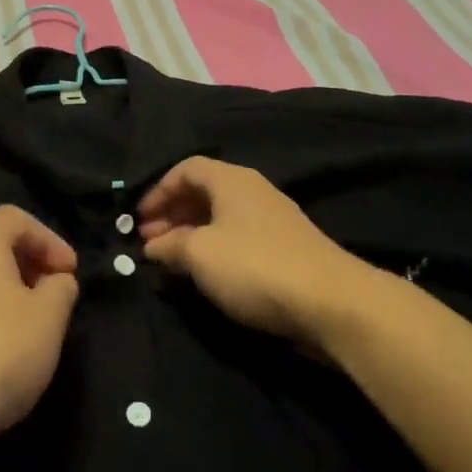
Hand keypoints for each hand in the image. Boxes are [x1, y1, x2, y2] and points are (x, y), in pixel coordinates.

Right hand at [139, 157, 381, 351]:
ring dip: (191, 234)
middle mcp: (252, 191)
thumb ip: (169, 245)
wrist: (332, 302)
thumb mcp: (198, 253)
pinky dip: (215, 249)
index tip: (139, 220)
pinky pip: (238, 238)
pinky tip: (206, 274)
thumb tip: (152, 246)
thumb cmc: (255, 266)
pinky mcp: (285, 249)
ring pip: (221, 217)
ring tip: (171, 260)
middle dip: (172, 214)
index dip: (158, 191)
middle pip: (203, 192)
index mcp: (231, 180)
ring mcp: (272, 220)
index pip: (186, 168)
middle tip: (150, 242)